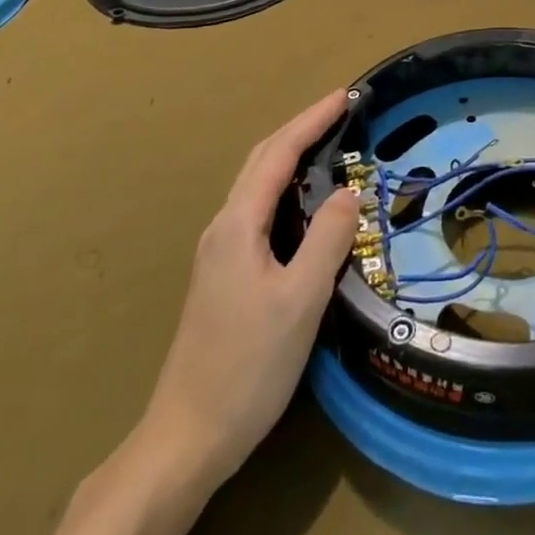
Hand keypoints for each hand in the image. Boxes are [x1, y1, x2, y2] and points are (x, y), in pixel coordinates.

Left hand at [135, 89, 359, 488]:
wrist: (186, 439)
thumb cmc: (247, 367)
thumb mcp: (300, 300)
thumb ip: (327, 240)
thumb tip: (349, 191)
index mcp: (238, 226)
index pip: (278, 154)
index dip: (311, 120)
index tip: (344, 96)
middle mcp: (224, 229)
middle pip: (262, 162)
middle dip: (301, 130)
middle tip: (341, 113)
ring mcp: (220, 254)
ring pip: (257, 186)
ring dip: (292, 157)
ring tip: (329, 146)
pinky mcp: (224, 276)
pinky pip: (258, 211)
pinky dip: (286, 189)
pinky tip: (306, 206)